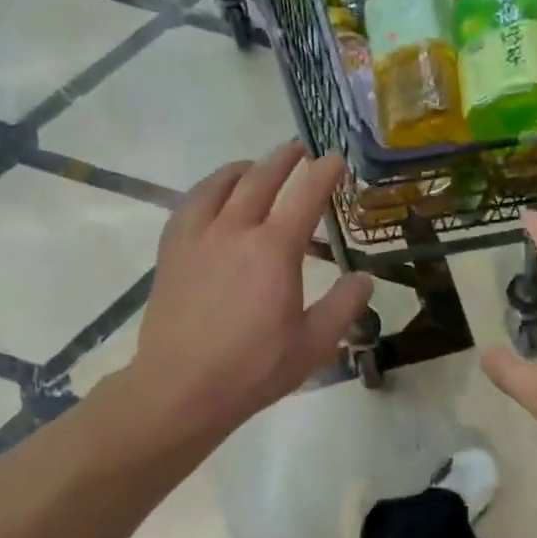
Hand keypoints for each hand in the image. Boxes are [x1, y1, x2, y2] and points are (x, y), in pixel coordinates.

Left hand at [128, 143, 372, 449]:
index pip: (306, 195)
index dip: (324, 172)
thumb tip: (364, 279)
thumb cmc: (253, 368)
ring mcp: (198, 236)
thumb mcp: (313, 344)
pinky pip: (190, 204)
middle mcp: (235, 230)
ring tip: (256, 167)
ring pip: (221, 184)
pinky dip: (208, 189)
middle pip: (261, 178)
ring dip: (246, 168)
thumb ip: (344, 306)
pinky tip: (212, 198)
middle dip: (284, 158)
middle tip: (300, 149)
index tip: (335, 160)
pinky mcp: (172, 250)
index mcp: (274, 249)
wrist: (181, 387)